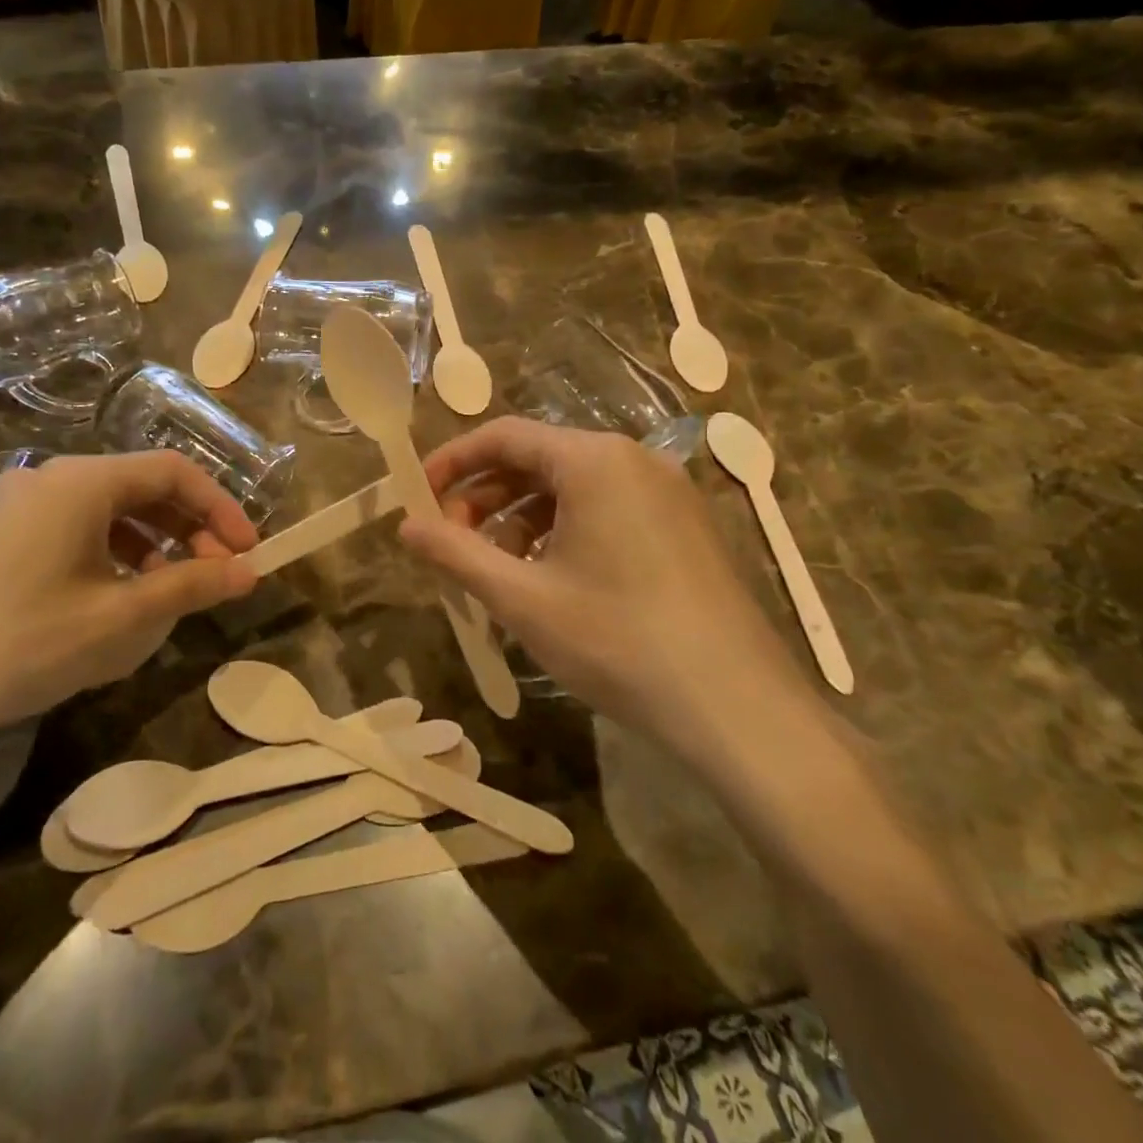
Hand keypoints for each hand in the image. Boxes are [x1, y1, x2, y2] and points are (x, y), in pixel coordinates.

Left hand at [0, 451, 259, 778]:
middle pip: (135, 487)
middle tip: (212, 576)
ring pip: (98, 512)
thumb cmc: (21, 644)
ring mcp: (4, 507)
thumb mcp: (119, 619)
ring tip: (162, 594)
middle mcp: (41, 479)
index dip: (220, 509)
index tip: (247, 553)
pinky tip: (102, 602)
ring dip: (145, 545)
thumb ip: (190, 586)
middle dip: (185, 529)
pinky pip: (62, 531)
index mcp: (78, 481)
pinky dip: (102, 555)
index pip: (172, 472)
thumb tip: (248, 572)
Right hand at [399, 418, 818, 770]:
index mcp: (593, 460)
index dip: (453, 462)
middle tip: (453, 543)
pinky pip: (607, 510)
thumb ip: (455, 553)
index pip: (504, 436)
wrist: (736, 706)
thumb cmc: (617, 640)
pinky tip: (551, 581)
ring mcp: (667, 493)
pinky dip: (564, 533)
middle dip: (486, 497)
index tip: (418, 496)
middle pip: (538, 460)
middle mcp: (633, 460)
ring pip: (572, 489)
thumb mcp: (521, 597)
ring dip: (522, 520)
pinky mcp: (684, 527)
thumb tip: (405, 526)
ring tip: (498, 571)